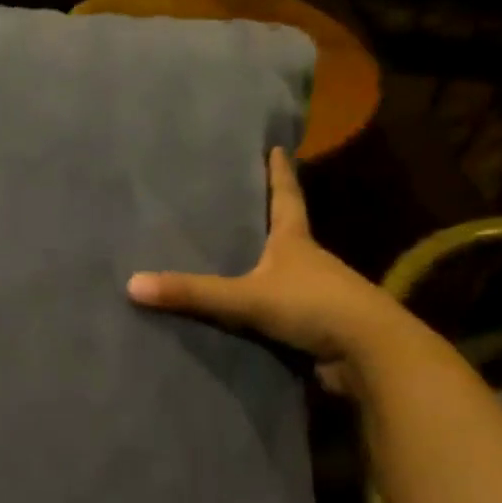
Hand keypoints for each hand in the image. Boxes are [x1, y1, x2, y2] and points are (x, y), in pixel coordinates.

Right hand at [127, 148, 414, 390]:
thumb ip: (193, 293)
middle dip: (268, 220)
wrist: (369, 355)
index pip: (286, 197)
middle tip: (239, 203)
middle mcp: (309, 263)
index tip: (276, 148)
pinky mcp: (316, 327)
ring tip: (231, 259)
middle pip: (287, 233)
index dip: (279, 173)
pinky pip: (281, 313)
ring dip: (264, 269)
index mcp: (296, 242)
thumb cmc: (312, 306)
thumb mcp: (246, 297)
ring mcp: (316, 296)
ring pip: (284, 275)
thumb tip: (132, 284)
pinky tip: (241, 315)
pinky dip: (263, 310)